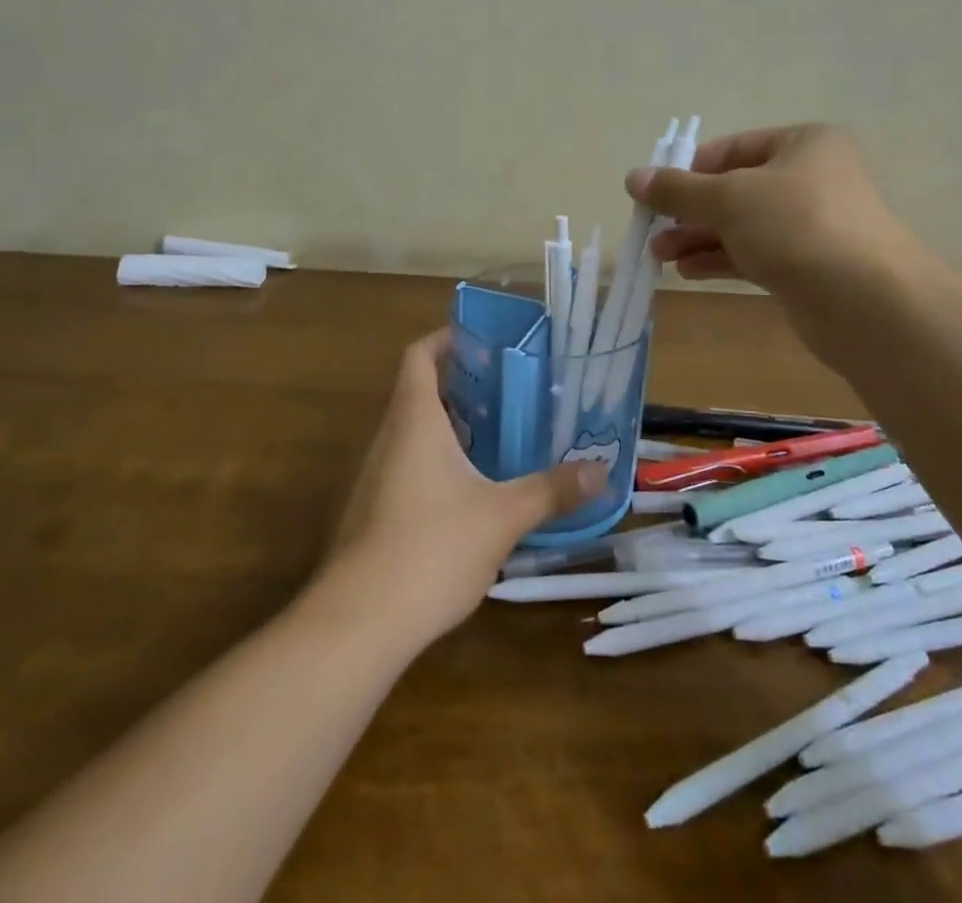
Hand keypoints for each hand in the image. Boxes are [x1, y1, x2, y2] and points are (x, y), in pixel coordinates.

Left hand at [321, 331, 606, 646]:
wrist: (358, 622)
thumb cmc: (432, 547)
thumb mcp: (503, 516)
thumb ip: (552, 490)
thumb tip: (602, 472)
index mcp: (414, 420)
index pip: (420, 355)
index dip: (446, 339)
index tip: (483, 341)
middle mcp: (388, 438)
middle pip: (419, 392)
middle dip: (462, 387)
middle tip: (509, 391)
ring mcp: (374, 476)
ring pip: (413, 433)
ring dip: (451, 427)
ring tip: (498, 437)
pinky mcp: (372, 512)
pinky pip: (407, 467)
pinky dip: (437, 463)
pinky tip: (471, 492)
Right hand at [626, 123, 924, 313]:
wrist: (866, 302)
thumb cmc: (796, 226)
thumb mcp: (728, 198)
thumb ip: (678, 189)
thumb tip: (633, 178)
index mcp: (804, 144)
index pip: (732, 149)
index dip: (689, 170)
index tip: (654, 193)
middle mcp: (812, 178)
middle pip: (735, 189)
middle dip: (690, 211)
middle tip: (652, 230)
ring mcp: (812, 225)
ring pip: (742, 225)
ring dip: (699, 238)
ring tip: (660, 256)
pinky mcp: (808, 266)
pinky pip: (755, 254)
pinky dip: (721, 259)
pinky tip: (688, 271)